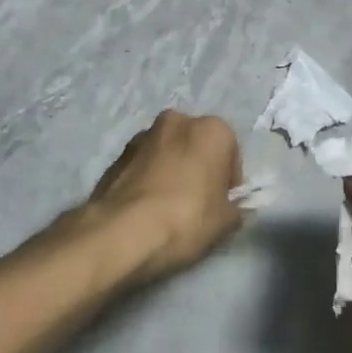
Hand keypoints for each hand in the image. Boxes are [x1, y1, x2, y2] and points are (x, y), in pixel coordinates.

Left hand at [87, 110, 243, 282]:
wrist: (121, 231)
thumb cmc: (185, 219)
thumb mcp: (225, 222)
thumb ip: (235, 208)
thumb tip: (229, 207)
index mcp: (211, 130)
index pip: (230, 152)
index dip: (228, 180)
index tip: (222, 203)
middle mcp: (176, 121)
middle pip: (196, 145)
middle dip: (198, 167)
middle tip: (197, 202)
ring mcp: (142, 135)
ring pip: (167, 152)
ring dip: (171, 170)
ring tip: (168, 206)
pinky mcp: (117, 154)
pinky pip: (143, 164)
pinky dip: (148, 178)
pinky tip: (146, 207)